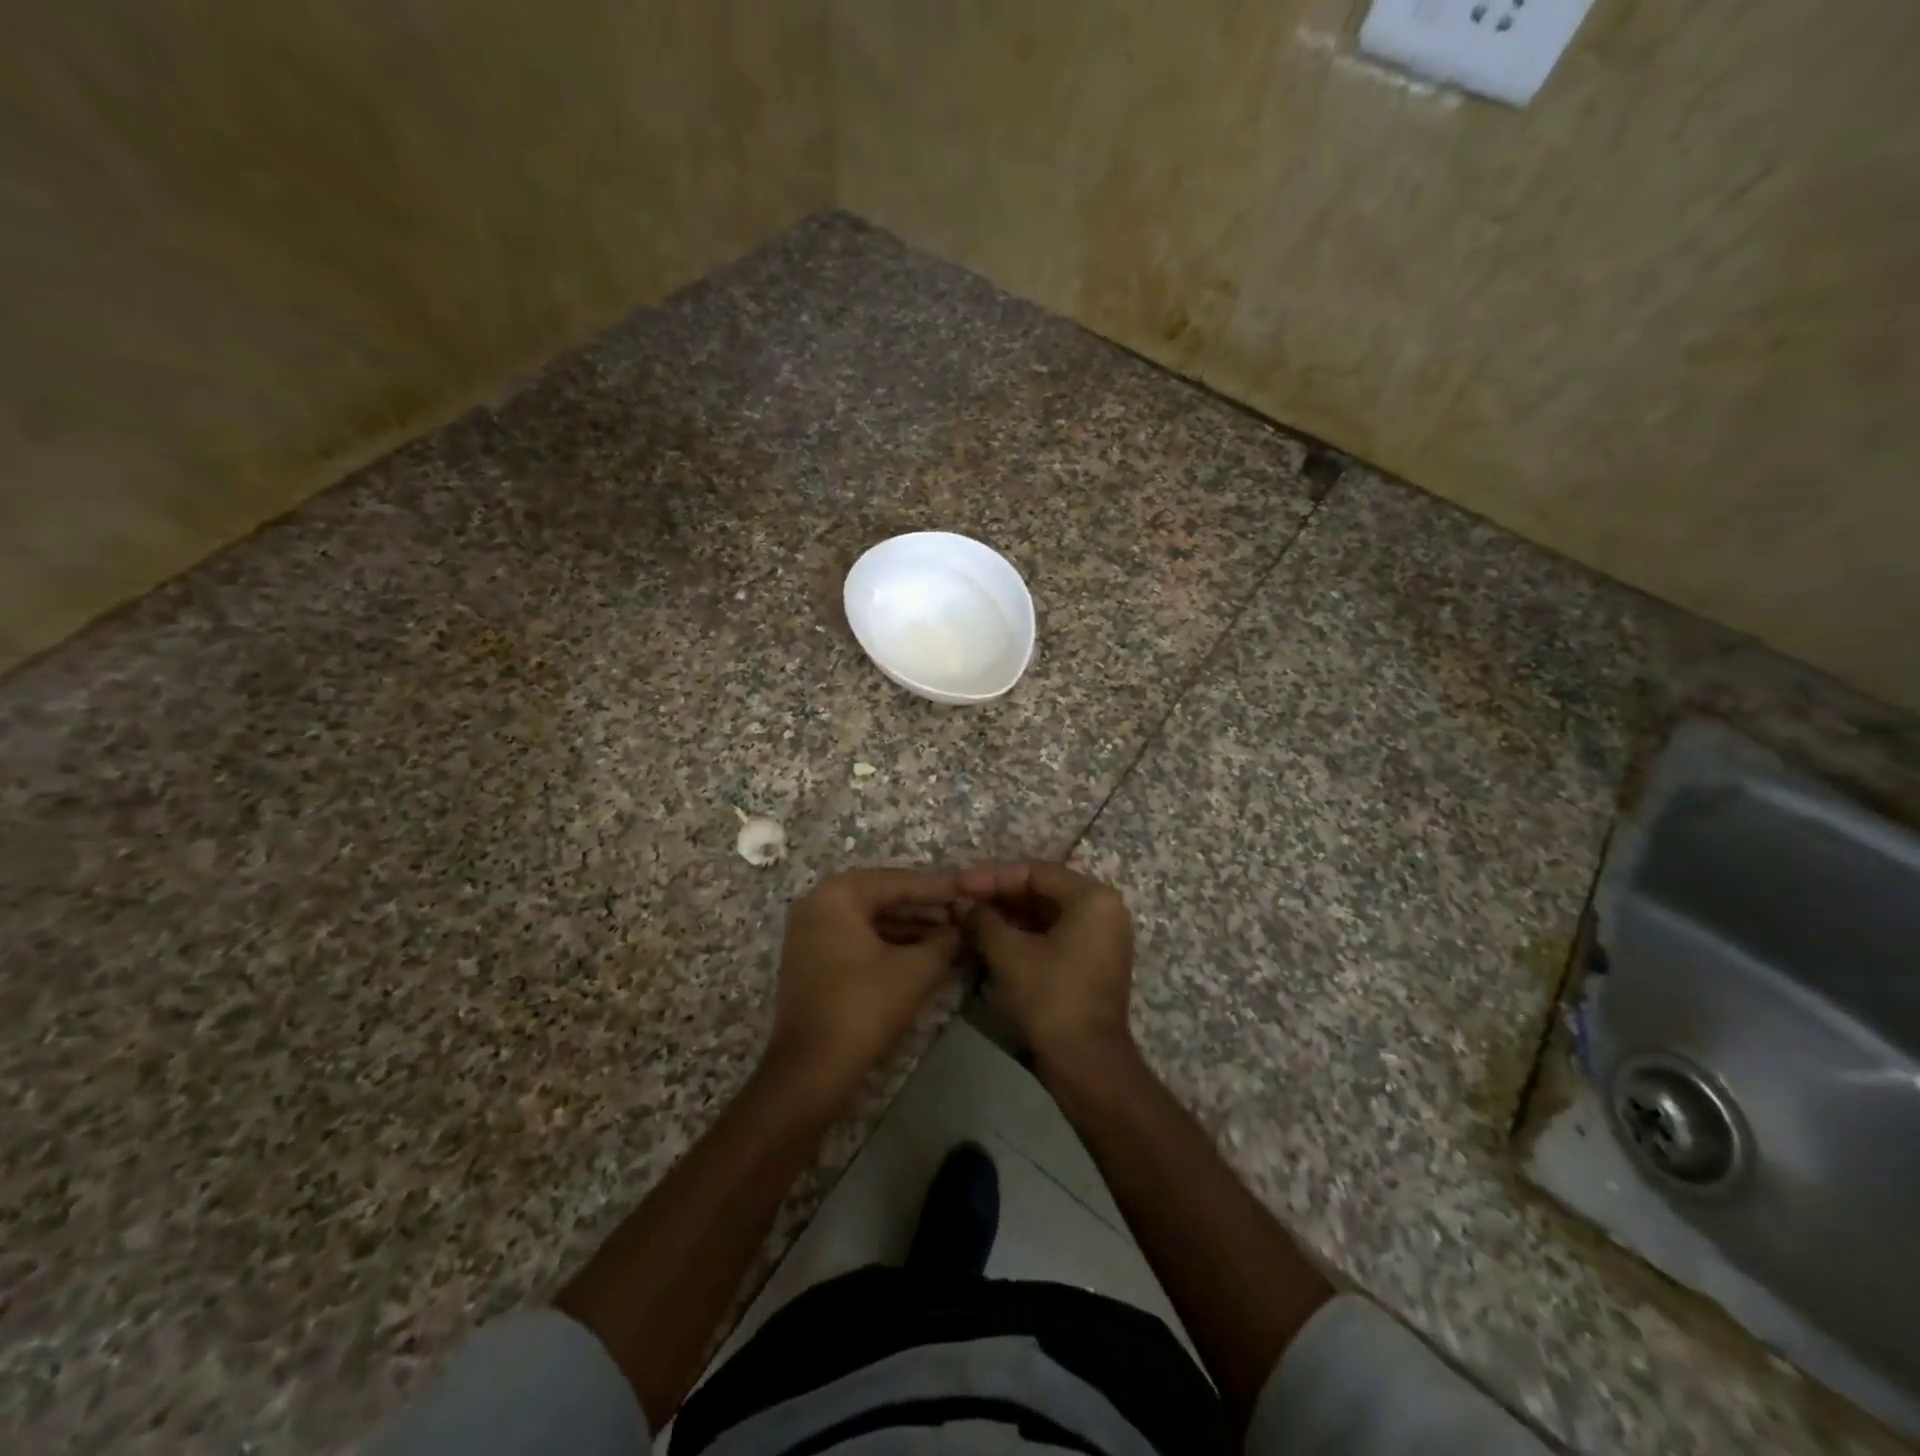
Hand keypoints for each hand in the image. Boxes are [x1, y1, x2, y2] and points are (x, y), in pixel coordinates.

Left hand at [766, 868, 962, 1095]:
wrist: (810, 1069)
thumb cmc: (864, 1007)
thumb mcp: (916, 971)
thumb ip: (943, 942)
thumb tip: (958, 931)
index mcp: (838, 894)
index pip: (898, 881)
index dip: (938, 888)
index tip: (969, 891)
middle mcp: (817, 903)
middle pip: (881, 896)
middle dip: (923, 907)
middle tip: (960, 915)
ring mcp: (809, 932)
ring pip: (868, 918)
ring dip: (907, 926)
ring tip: (947, 936)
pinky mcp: (809, 959)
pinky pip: (855, 937)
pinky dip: (886, 942)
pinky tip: (919, 954)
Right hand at [957, 862, 1133, 1068]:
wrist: (1087, 1063)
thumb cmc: (1051, 998)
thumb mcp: (1009, 954)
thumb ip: (983, 920)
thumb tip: (963, 905)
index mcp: (1093, 898)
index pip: (1036, 873)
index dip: (993, 876)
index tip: (959, 883)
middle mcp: (1104, 910)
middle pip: (1043, 890)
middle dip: (1000, 895)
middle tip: (962, 898)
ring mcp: (1101, 937)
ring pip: (1047, 914)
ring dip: (1009, 915)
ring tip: (970, 917)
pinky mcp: (1093, 961)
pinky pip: (1055, 934)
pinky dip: (1024, 934)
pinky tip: (991, 937)